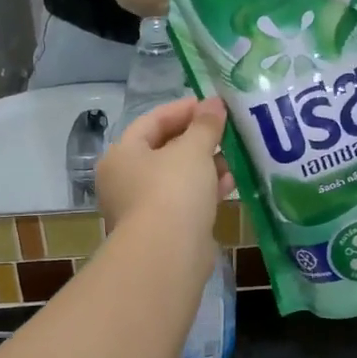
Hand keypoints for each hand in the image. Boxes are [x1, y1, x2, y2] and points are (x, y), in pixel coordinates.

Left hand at [97, 96, 230, 250]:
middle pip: (164, 150)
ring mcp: (142, 208)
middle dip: (197, 140)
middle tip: (226, 130)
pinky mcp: (163, 231)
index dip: (182, 110)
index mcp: (122, 155)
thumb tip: (215, 102)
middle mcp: (125, 181)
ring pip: (177, 178)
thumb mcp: (192, 150)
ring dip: (205, 166)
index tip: (212, 105)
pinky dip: (205, 190)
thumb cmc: (172, 191)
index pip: (151, 121)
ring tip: (234, 156)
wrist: (167, 255)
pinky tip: (230, 183)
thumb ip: (205, 125)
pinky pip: (185, 201)